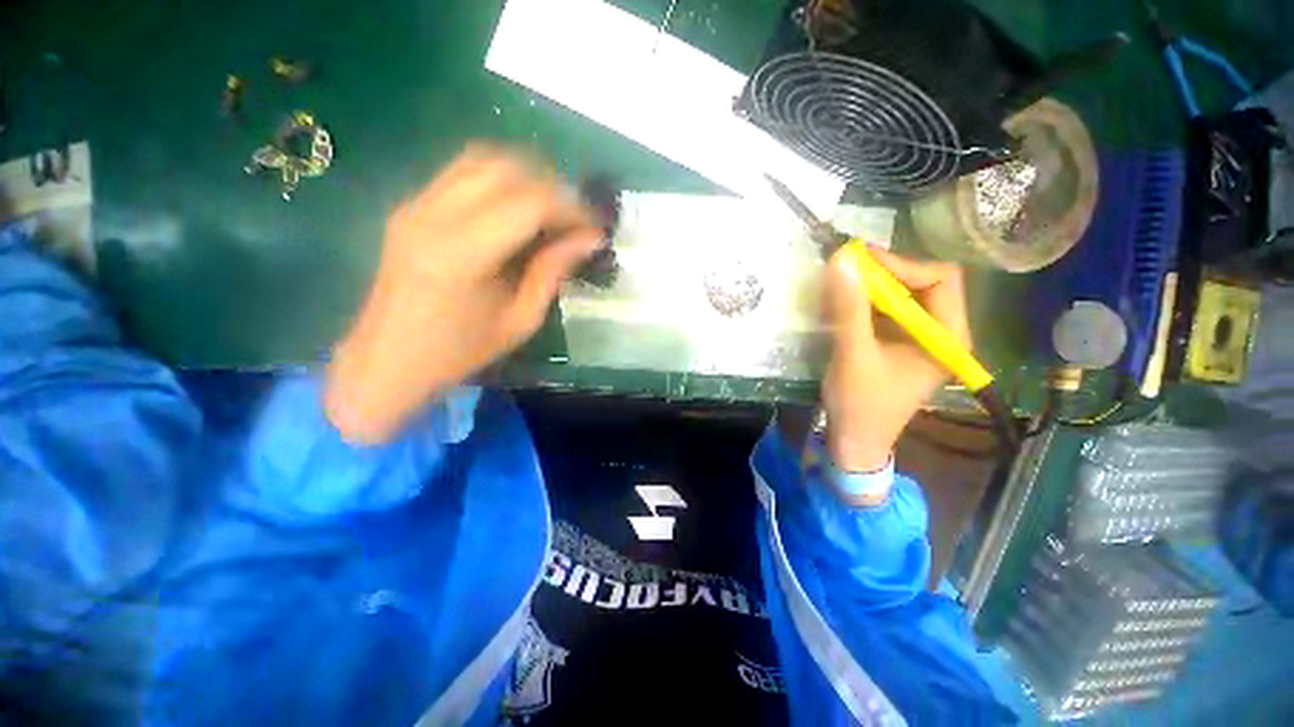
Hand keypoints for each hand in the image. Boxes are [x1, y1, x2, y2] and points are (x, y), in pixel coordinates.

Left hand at [325, 145, 601, 443]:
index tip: (594, 226)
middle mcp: (433, 216)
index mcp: (462, 255)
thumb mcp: (520, 320)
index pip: (529, 203)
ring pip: (482, 158)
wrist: (388, 359)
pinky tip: (516, 205)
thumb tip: (589, 239)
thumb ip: (553, 272)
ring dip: (526, 174)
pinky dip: (499, 177)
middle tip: (575, 216)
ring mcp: (415, 205)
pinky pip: (462, 171)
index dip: (571, 207)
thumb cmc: (460, 351)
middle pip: (505, 168)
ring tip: (551, 207)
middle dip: (552, 186)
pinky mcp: (410, 206)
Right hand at [821, 245, 970, 474]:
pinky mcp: (895, 342)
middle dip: (883, 273)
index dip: (902, 265)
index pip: (940, 279)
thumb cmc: (860, 403)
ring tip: (837, 284)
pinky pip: (883, 310)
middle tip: (844, 268)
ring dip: (869, 286)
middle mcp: (939, 331)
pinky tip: (838, 303)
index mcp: (947, 336)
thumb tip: (841, 259)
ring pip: (900, 294)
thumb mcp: (853, 354)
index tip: (859, 263)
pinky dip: (861, 301)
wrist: (853, 440)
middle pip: (921, 282)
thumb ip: (849, 308)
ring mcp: (916, 337)